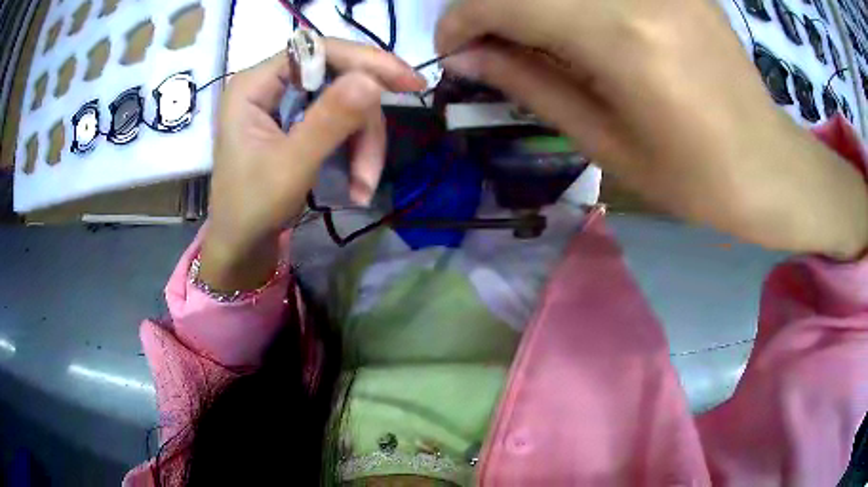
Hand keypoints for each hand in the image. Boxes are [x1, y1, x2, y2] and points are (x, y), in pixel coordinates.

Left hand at [201, 39, 426, 290]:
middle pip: (338, 79)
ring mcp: (285, 104)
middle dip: (363, 123)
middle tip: (373, 167)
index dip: (365, 61)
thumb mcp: (291, 166)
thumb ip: (328, 121)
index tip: (409, 83)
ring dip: (363, 145)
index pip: (318, 51)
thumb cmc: (252, 209)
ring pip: (346, 103)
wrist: (241, 247)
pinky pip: (340, 122)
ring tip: (363, 187)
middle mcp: (270, 85)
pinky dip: (355, 151)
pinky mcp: (297, 122)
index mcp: (254, 84)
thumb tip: (373, 81)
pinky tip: (357, 185)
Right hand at [436, 0, 867, 258]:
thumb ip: (529, 84)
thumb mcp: (605, 142)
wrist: (767, 165)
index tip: (454, 50)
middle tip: (491, 45)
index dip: (459, 20)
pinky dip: (570, 1)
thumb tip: (466, 56)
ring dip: (531, 5)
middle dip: (490, 7)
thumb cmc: (694, 176)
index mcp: (622, 38)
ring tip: (536, 42)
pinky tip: (583, 29)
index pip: (503, 0)